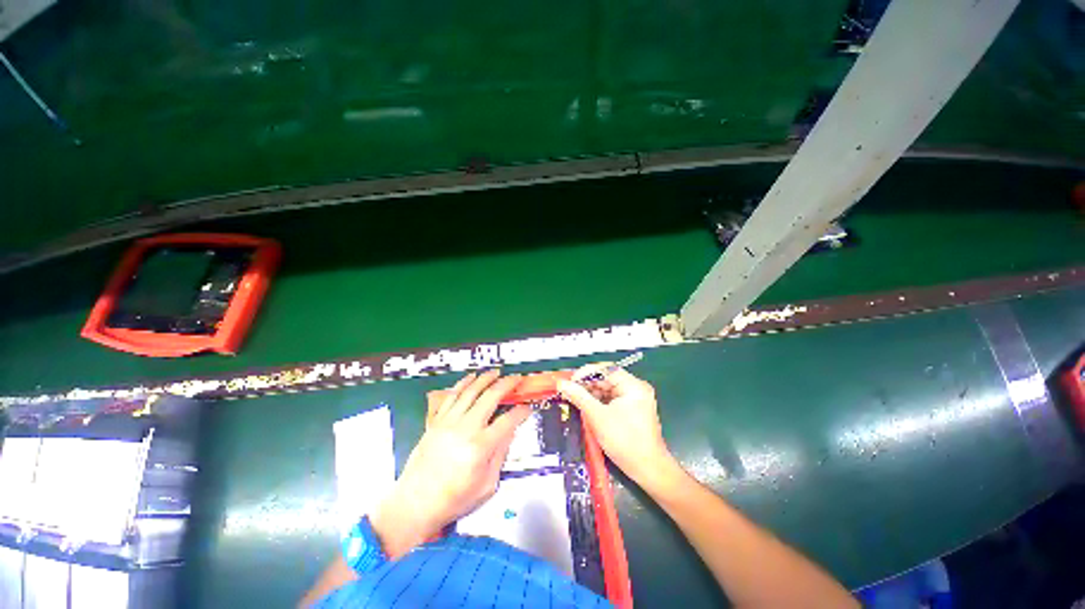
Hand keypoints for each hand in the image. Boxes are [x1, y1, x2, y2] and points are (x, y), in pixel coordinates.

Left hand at [371, 370, 529, 557]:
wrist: (415, 503)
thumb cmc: (454, 499)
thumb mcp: (487, 485)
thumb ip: (501, 455)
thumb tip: (510, 431)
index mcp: (480, 447)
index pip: (508, 421)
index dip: (521, 412)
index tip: (527, 408)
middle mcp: (465, 429)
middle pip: (491, 397)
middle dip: (507, 384)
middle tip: (517, 379)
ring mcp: (448, 422)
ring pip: (471, 391)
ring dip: (486, 378)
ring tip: (496, 372)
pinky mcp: (436, 421)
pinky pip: (452, 396)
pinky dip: (463, 383)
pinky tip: (471, 377)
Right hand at [558, 366, 680, 492]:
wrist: (648, 470)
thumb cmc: (625, 441)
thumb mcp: (598, 417)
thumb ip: (579, 397)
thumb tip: (562, 384)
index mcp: (633, 386)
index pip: (606, 369)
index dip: (586, 373)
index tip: (570, 382)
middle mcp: (636, 389)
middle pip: (607, 379)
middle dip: (587, 385)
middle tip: (569, 392)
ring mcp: (635, 400)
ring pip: (608, 390)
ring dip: (591, 394)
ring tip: (574, 400)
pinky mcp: (632, 411)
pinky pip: (612, 401)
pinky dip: (599, 403)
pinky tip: (586, 408)